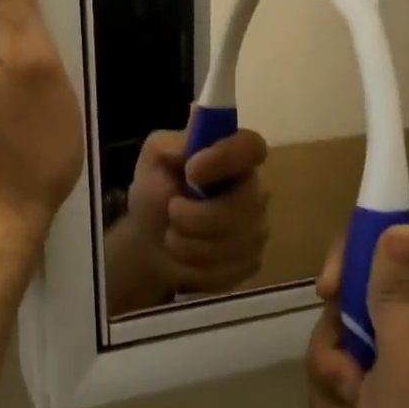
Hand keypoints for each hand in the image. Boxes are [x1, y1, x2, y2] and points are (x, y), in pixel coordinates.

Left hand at [106, 124, 268, 310]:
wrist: (150, 243)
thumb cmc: (155, 193)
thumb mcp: (153, 160)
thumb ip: (170, 144)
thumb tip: (191, 139)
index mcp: (233, 157)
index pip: (252, 146)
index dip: (226, 158)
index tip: (193, 170)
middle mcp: (254, 190)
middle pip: (245, 204)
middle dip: (198, 216)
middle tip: (171, 214)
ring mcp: (258, 228)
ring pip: (234, 242)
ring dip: (190, 244)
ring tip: (171, 238)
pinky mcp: (252, 261)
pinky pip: (230, 269)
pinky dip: (197, 267)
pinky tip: (186, 259)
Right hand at [304, 225, 408, 407]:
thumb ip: (400, 293)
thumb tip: (399, 224)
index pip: (391, 249)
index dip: (352, 263)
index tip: (327, 294)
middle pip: (350, 307)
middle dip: (335, 352)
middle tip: (352, 384)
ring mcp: (397, 378)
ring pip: (332, 354)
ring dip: (333, 397)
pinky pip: (332, 397)